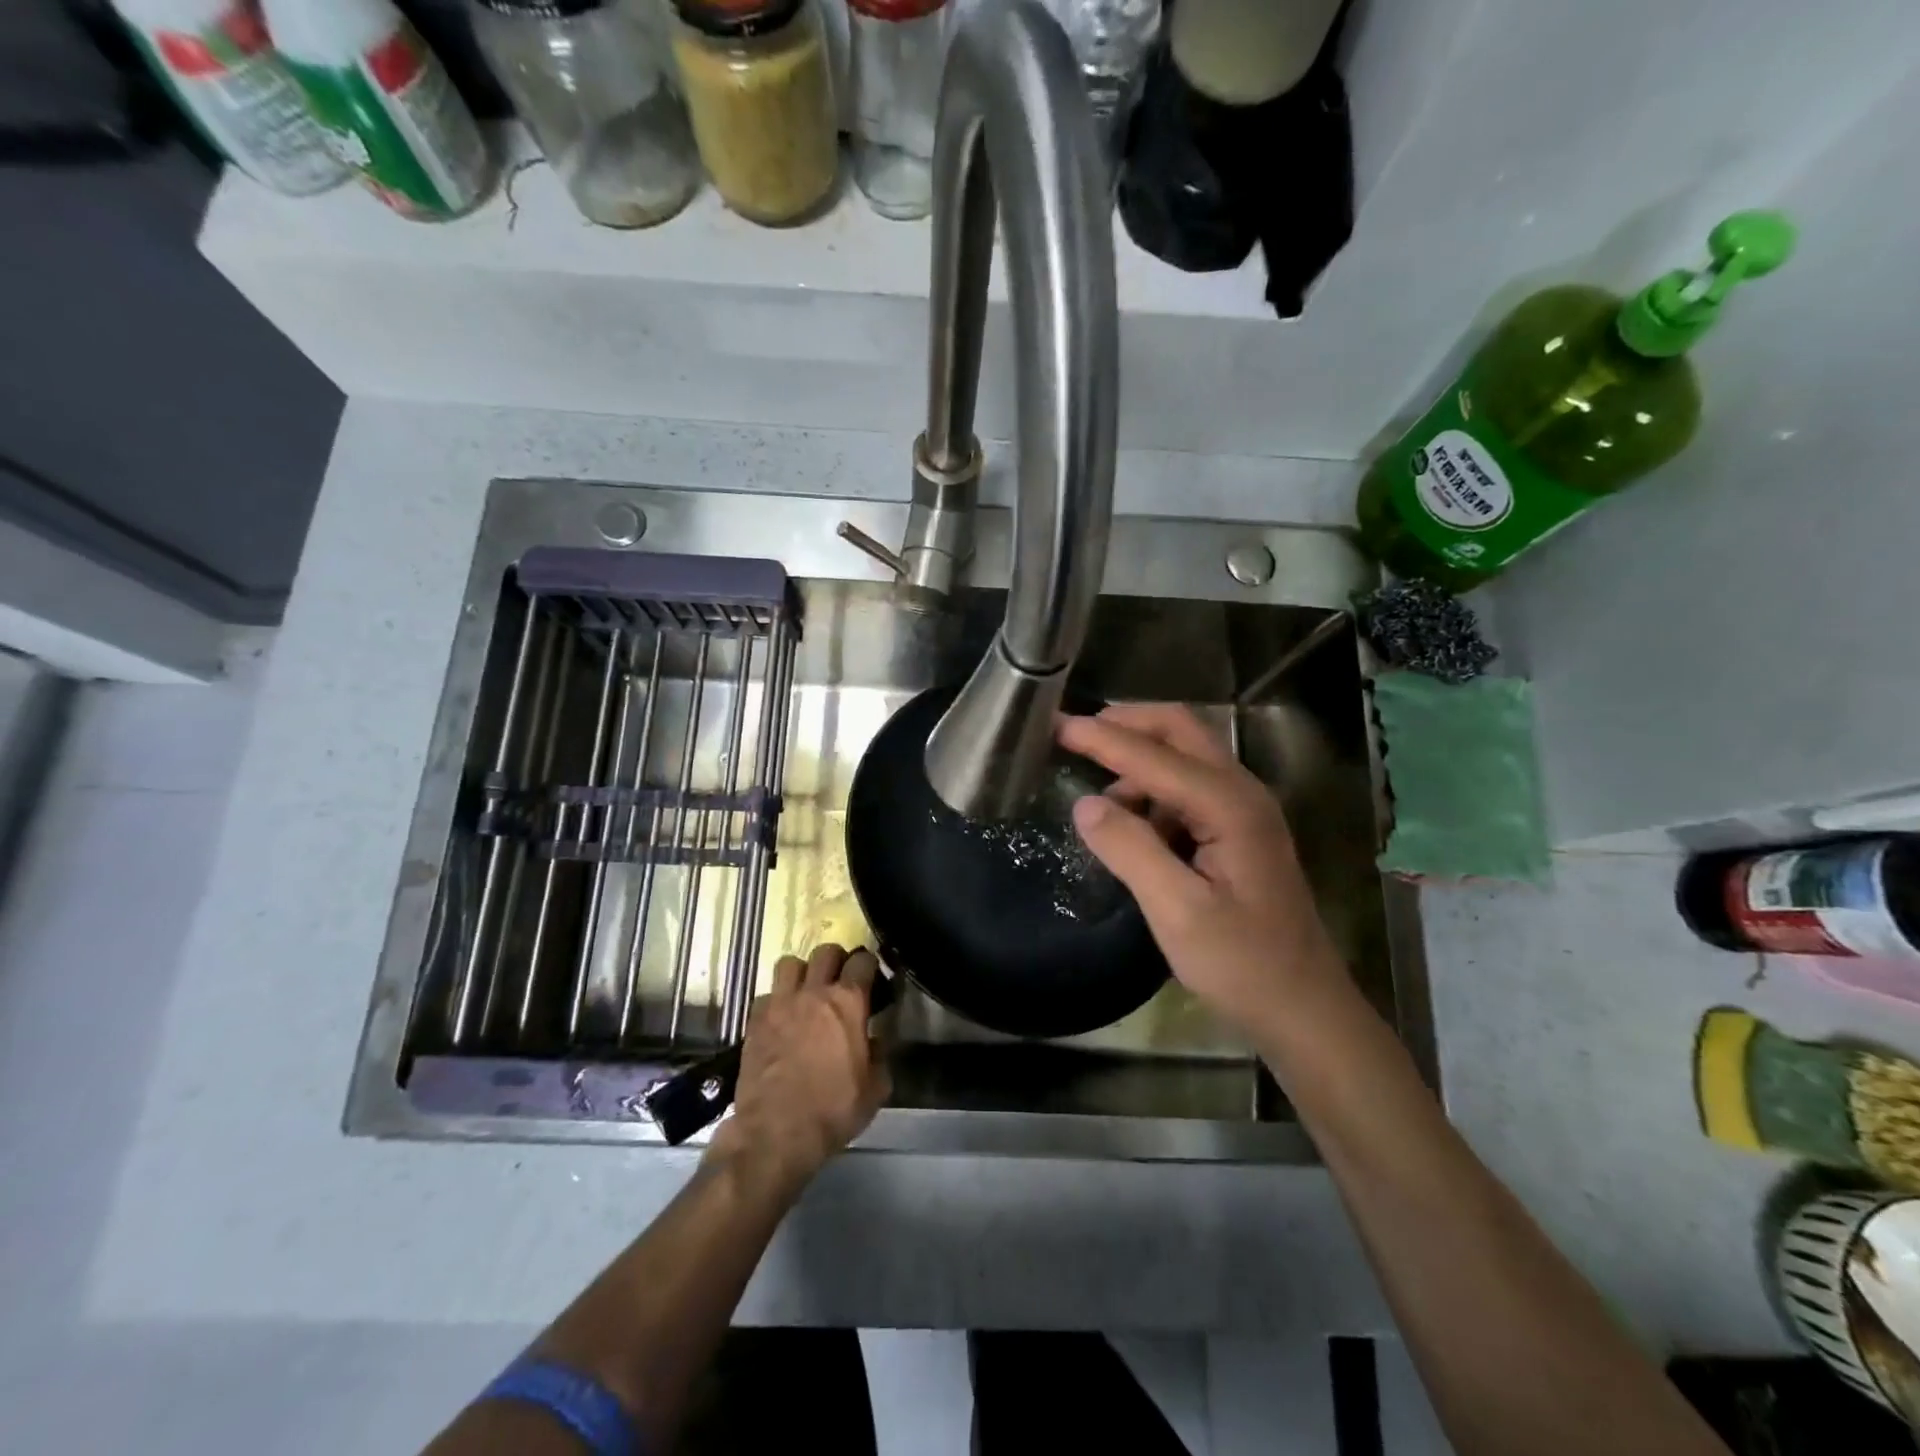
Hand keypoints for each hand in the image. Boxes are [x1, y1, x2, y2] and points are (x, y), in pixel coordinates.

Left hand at [706, 944, 888, 1192]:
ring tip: (806, 992)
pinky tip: (781, 1019)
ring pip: (790, 963)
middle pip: (826, 951)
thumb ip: (879, 1056)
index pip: (862, 961)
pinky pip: (767, 994)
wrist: (775, 1133)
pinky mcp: (755, 1020)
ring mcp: (780, 1003)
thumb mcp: (875, 1089)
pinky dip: (776, 1001)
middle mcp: (814, 992)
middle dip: (837, 960)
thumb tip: (874, 1042)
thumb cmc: (833, 1110)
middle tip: (840, 980)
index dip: (869, 965)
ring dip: (802, 972)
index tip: (872, 977)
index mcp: (848, 1002)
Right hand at [1058, 704, 1348, 1041]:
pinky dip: (1153, 788)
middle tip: (1075, 734)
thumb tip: (1084, 803)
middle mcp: (1242, 791)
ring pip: (1185, 754)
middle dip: (1126, 723)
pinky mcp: (1239, 829)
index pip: (1153, 754)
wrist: (1303, 1007)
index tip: (1055, 725)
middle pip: (1180, 729)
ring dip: (1139, 759)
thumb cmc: (1242, 964)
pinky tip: (1134, 825)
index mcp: (1229, 805)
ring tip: (1100, 799)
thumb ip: (1130, 850)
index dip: (1101, 738)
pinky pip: (1189, 786)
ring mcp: (1245, 809)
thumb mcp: (1177, 912)